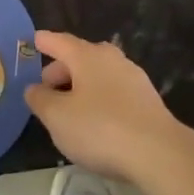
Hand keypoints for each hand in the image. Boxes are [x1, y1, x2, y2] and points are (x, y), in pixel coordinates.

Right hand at [24, 31, 192, 185]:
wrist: (159, 153)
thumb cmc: (100, 129)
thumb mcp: (57, 117)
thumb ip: (40, 99)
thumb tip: (34, 88)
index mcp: (87, 56)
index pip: (60, 42)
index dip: (45, 42)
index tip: (34, 41)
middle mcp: (112, 60)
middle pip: (80, 57)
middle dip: (61, 70)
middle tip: (46, 89)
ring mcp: (134, 78)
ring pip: (99, 75)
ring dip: (81, 86)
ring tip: (68, 108)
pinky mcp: (148, 101)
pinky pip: (114, 92)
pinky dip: (99, 99)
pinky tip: (95, 121)